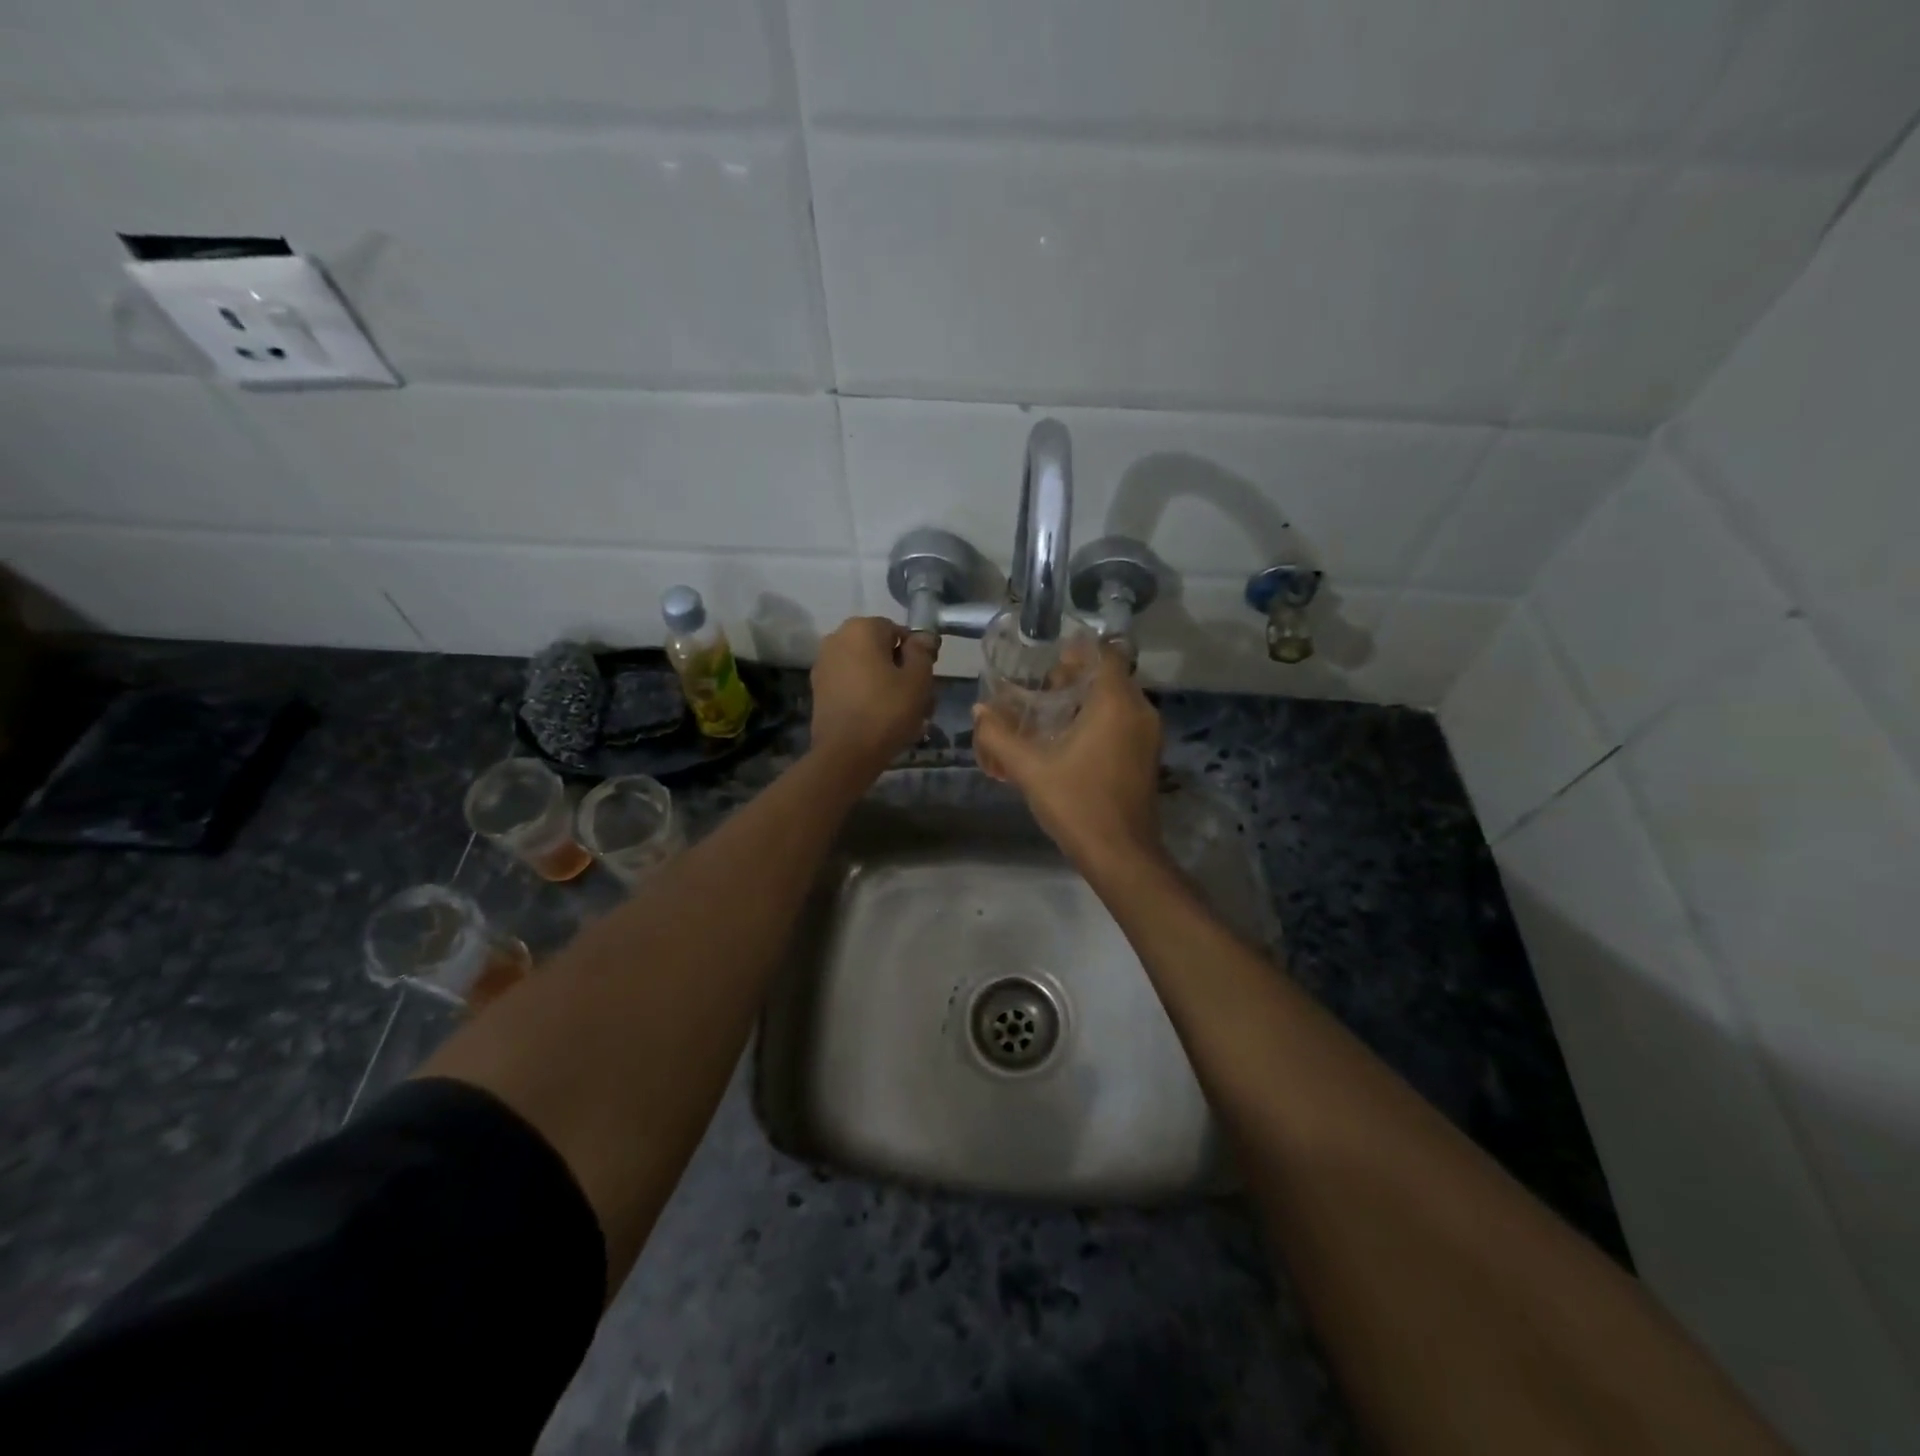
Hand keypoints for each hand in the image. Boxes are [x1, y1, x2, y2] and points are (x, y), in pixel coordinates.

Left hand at [808, 617, 935, 781]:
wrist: (845, 754)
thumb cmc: (887, 711)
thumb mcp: (918, 679)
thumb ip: (923, 651)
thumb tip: (923, 636)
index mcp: (861, 629)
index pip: (899, 631)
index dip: (917, 654)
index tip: (926, 679)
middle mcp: (837, 639)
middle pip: (881, 650)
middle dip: (901, 671)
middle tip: (920, 700)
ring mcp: (824, 665)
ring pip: (867, 669)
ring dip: (887, 686)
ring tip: (905, 716)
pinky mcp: (819, 690)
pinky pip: (852, 685)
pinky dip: (868, 696)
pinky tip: (881, 720)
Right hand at [972, 646, 1163, 872]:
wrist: (1121, 855)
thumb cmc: (1077, 804)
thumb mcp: (1029, 769)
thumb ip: (999, 736)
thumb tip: (979, 710)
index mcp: (1116, 703)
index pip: (1103, 654)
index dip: (1074, 652)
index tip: (1044, 661)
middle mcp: (1139, 711)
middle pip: (1108, 675)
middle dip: (1073, 678)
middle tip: (1036, 690)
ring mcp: (1147, 735)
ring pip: (1115, 700)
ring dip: (1084, 701)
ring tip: (1046, 715)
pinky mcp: (1146, 755)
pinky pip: (1121, 721)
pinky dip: (1097, 720)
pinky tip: (1066, 741)